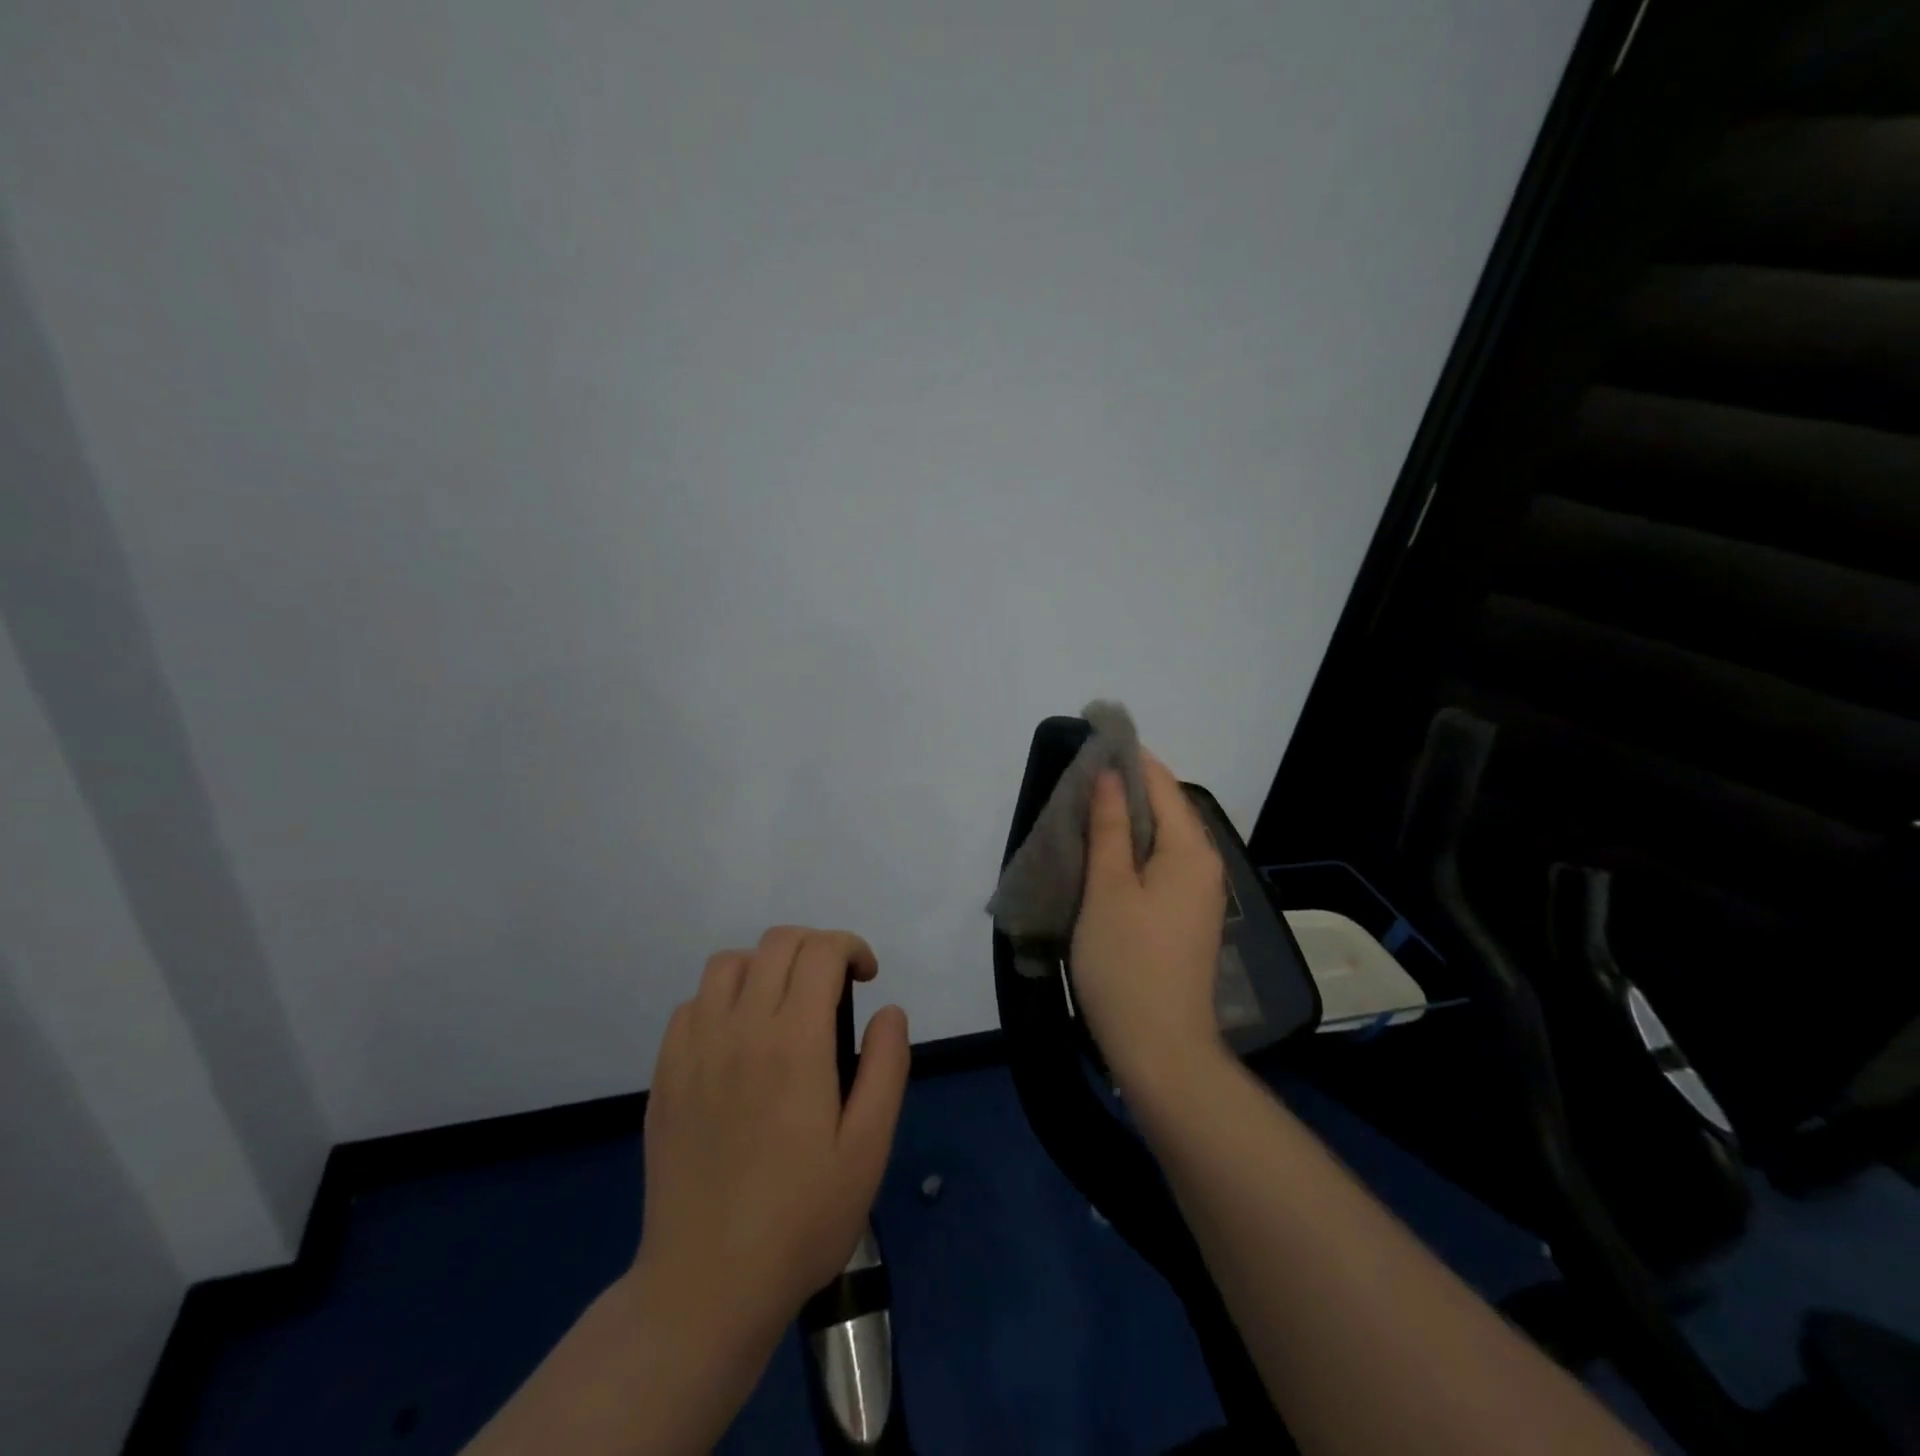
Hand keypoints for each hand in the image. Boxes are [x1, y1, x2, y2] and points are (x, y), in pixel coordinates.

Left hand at [634, 926, 910, 1371]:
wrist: (706, 1286)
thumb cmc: (801, 1219)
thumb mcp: (868, 1148)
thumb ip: (886, 1067)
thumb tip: (889, 1011)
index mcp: (794, 1042)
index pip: (820, 951)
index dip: (851, 947)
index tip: (867, 978)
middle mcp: (740, 1028)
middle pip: (776, 943)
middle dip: (815, 947)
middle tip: (835, 987)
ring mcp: (695, 1049)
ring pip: (728, 963)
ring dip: (765, 966)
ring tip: (784, 1005)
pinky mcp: (666, 1074)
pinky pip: (693, 1004)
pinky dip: (723, 999)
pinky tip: (739, 1040)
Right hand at [1071, 751, 1228, 1098]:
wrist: (1161, 1051)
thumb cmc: (1127, 964)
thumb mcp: (1108, 888)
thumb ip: (1109, 826)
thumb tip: (1108, 773)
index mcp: (1191, 850)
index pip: (1161, 781)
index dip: (1127, 756)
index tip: (1090, 736)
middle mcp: (1204, 864)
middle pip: (1165, 807)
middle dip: (1123, 787)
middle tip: (1074, 776)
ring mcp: (1198, 894)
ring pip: (1160, 838)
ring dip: (1124, 821)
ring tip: (1079, 809)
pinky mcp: (1186, 917)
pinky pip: (1159, 866)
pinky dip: (1131, 852)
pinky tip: (1100, 855)